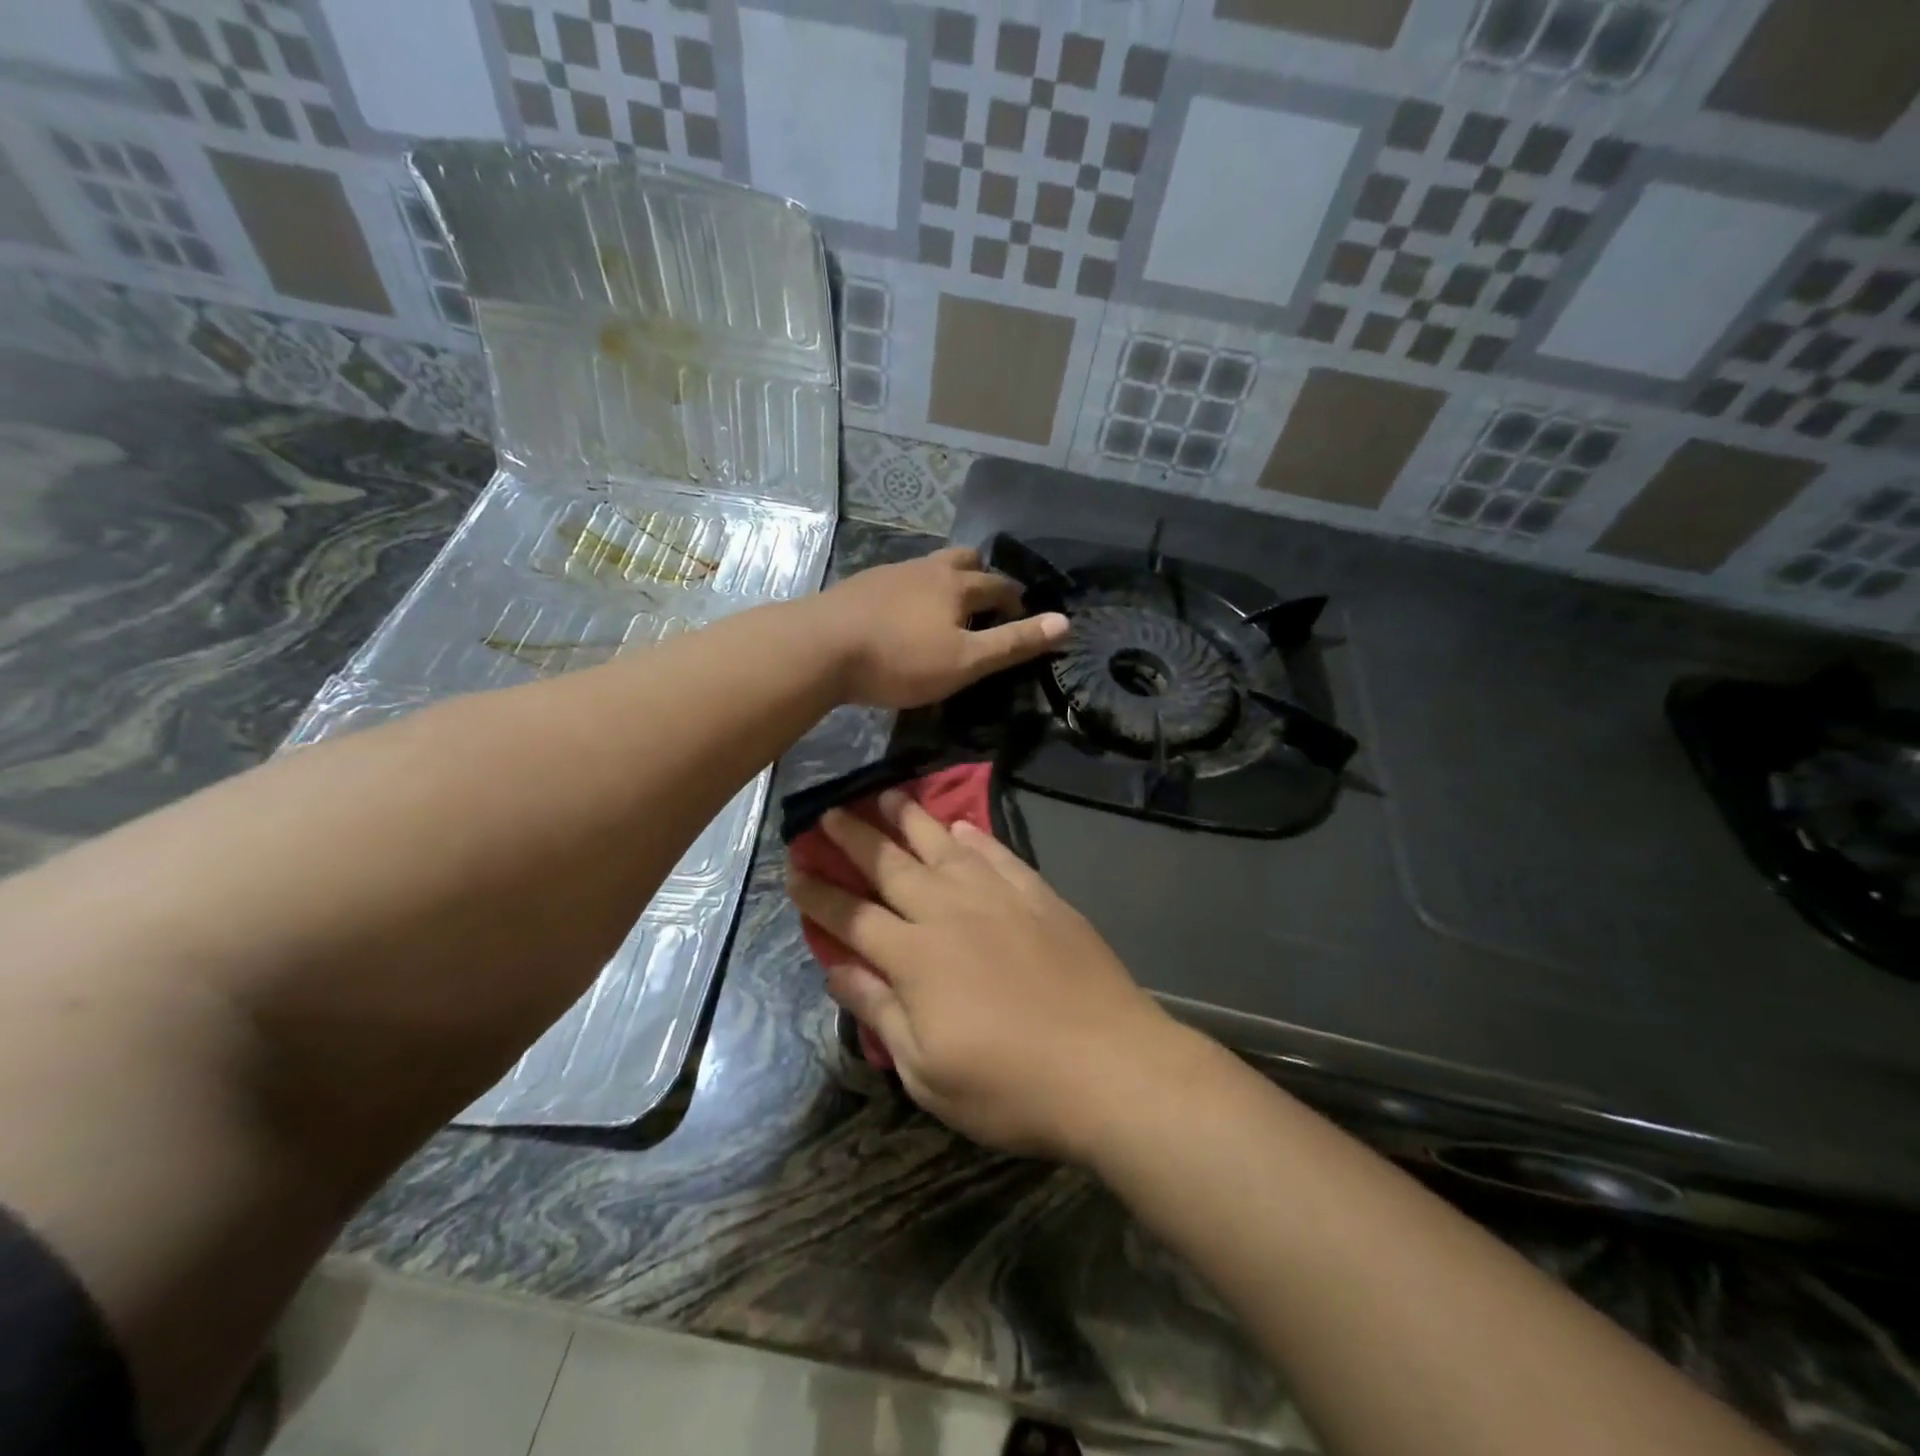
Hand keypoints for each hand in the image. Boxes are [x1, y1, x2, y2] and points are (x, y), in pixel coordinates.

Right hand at [786, 791, 1187, 1161]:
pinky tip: (960, 825)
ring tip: (885, 794)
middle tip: (827, 813)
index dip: (819, 893)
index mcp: (915, 957)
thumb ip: (878, 1011)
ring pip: (941, 845)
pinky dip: (973, 836)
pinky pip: (996, 853)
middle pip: (890, 865)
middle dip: (853, 838)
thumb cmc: (1010, 1085)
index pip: (852, 916)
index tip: (793, 869)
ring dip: (908, 819)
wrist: (1109, 1065)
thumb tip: (835, 967)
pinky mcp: (1038, 895)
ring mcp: (997, 897)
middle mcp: (949, 912)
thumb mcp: (926, 1071)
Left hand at [803, 547, 1069, 708]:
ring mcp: (890, 573)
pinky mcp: (861, 586)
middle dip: (981, 577)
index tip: (1023, 618)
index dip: (1017, 601)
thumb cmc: (899, 658)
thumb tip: (1065, 623)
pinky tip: (902, 615)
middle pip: (963, 560)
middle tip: (986, 604)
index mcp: (956, 585)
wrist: (819, 647)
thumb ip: (1013, 643)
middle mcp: (926, 569)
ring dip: (945, 583)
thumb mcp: (965, 661)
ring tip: (946, 610)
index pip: (999, 585)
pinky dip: (913, 593)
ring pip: (929, 568)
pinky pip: (900, 581)